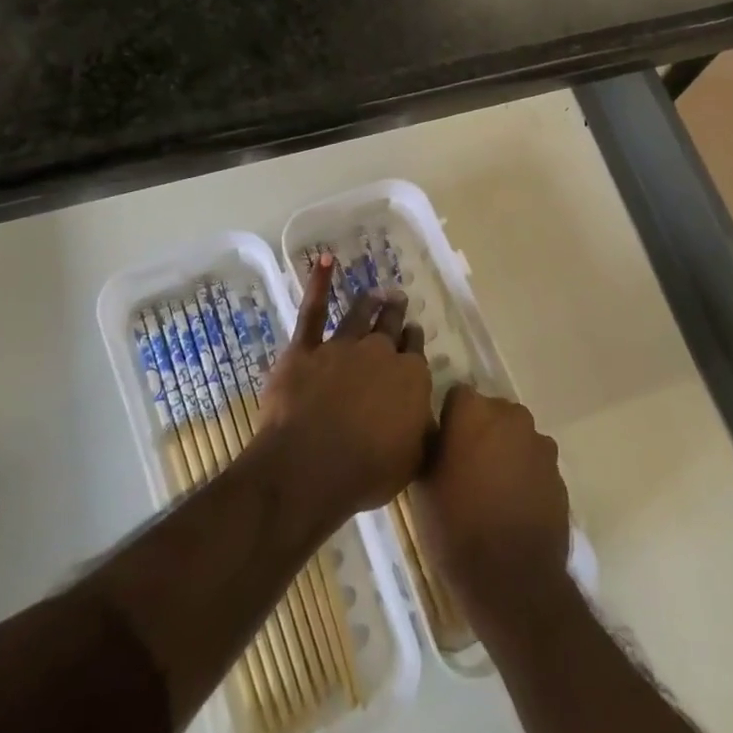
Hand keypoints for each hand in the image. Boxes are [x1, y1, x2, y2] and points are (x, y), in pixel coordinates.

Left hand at [257, 253, 434, 526]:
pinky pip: (312, 311)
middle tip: (399, 301)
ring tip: (377, 292)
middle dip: (397, 314)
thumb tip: (427, 415)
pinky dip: (318, 283)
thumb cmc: (366, 471)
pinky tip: (324, 261)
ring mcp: (341, 346)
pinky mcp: (304, 349)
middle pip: (391, 327)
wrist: (311, 465)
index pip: (415, 352)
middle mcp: (380, 353)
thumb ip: (422, 430)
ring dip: (370, 301)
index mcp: (410, 377)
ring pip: (359, 315)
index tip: (413, 334)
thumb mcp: (413, 459)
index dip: (414, 342)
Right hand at [412, 385, 571, 634]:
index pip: (457, 397)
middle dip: (480, 431)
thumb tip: (435, 434)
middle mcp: (510, 416)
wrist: (512, 578)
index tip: (442, 446)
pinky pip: (534, 462)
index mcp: (474, 411)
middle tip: (465, 468)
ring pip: (515, 436)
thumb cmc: (455, 527)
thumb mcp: (423, 486)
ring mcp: (539, 443)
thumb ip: (430, 446)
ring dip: (504, 451)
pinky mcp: (558, 471)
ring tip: (491, 490)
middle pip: (491, 412)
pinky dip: (524, 474)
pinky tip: (513, 506)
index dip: (449, 420)